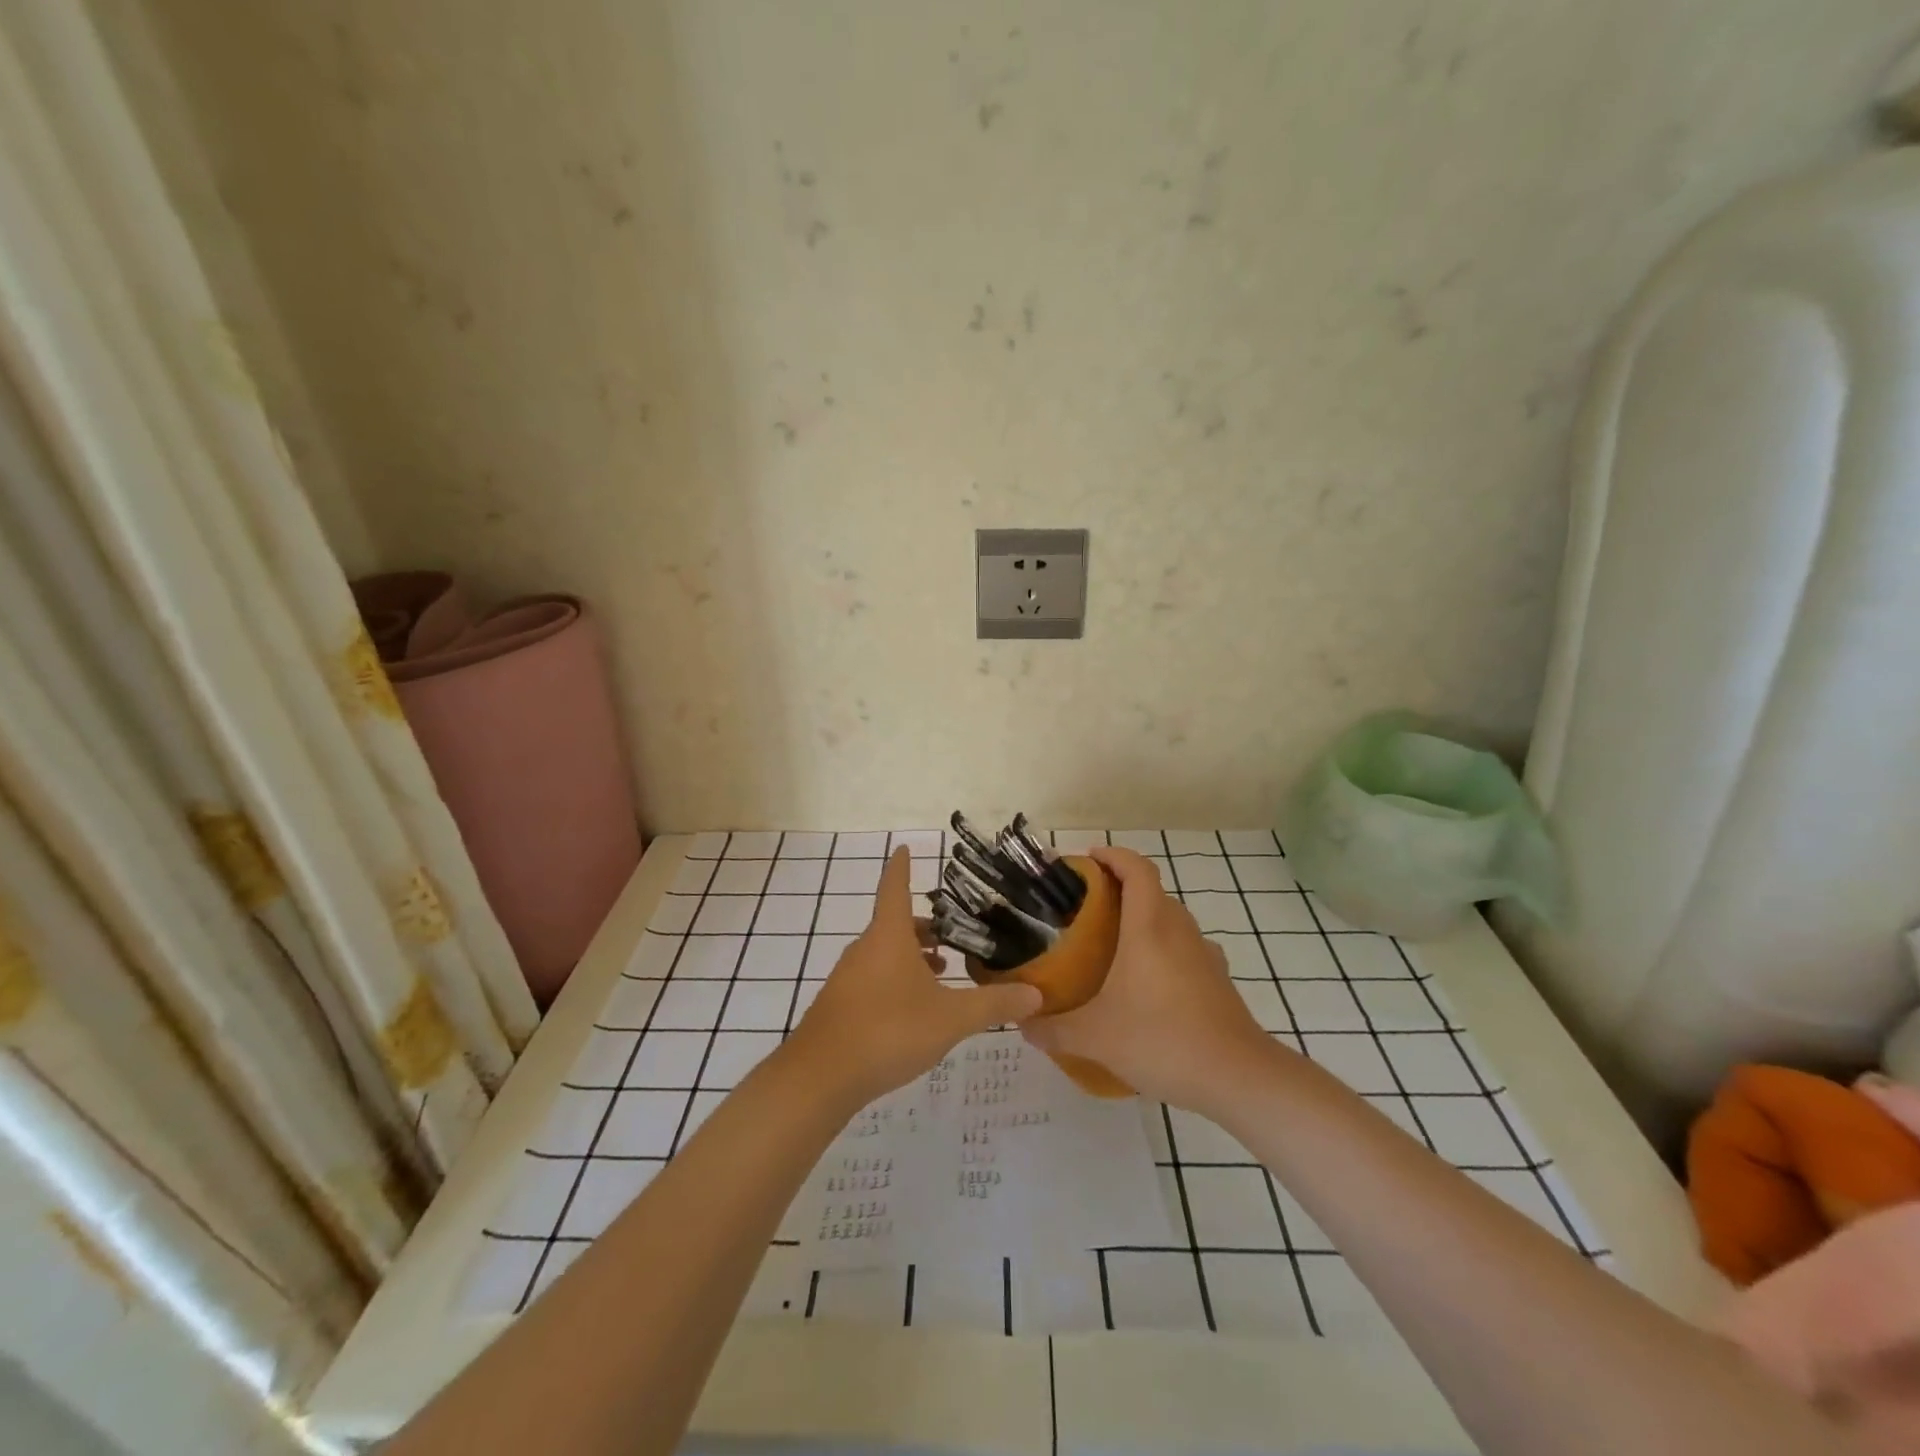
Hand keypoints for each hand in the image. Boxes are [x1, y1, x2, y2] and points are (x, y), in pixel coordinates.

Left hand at [784, 848, 1042, 1110]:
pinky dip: (896, 979)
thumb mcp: (950, 1018)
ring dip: (912, 956)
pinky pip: (873, 978)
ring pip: (884, 953)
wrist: (820, 1077)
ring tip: (942, 972)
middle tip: (954, 935)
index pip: (895, 886)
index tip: (904, 847)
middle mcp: (865, 948)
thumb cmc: (888, 1030)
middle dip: (924, 926)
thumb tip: (1036, 994)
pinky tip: (914, 1010)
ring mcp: (848, 977)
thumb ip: (993, 1004)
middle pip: (894, 923)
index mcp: (888, 936)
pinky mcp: (840, 1004)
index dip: (901, 866)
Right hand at [1022, 846, 1275, 1111]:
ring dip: (1144, 920)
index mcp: (1149, 927)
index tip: (1088, 860)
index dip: (1114, 855)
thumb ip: (1053, 1029)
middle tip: (1086, 909)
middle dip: (1120, 889)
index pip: (1137, 869)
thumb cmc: (1163, 1040)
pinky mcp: (1218, 980)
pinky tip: (1147, 984)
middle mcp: (1179, 931)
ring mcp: (1204, 955)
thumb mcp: (1096, 1037)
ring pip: (1171, 920)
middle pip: (1152, 891)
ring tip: (1112, 945)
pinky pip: (1185, 948)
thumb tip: (1022, 1024)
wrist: (1238, 1077)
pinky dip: (1164, 950)